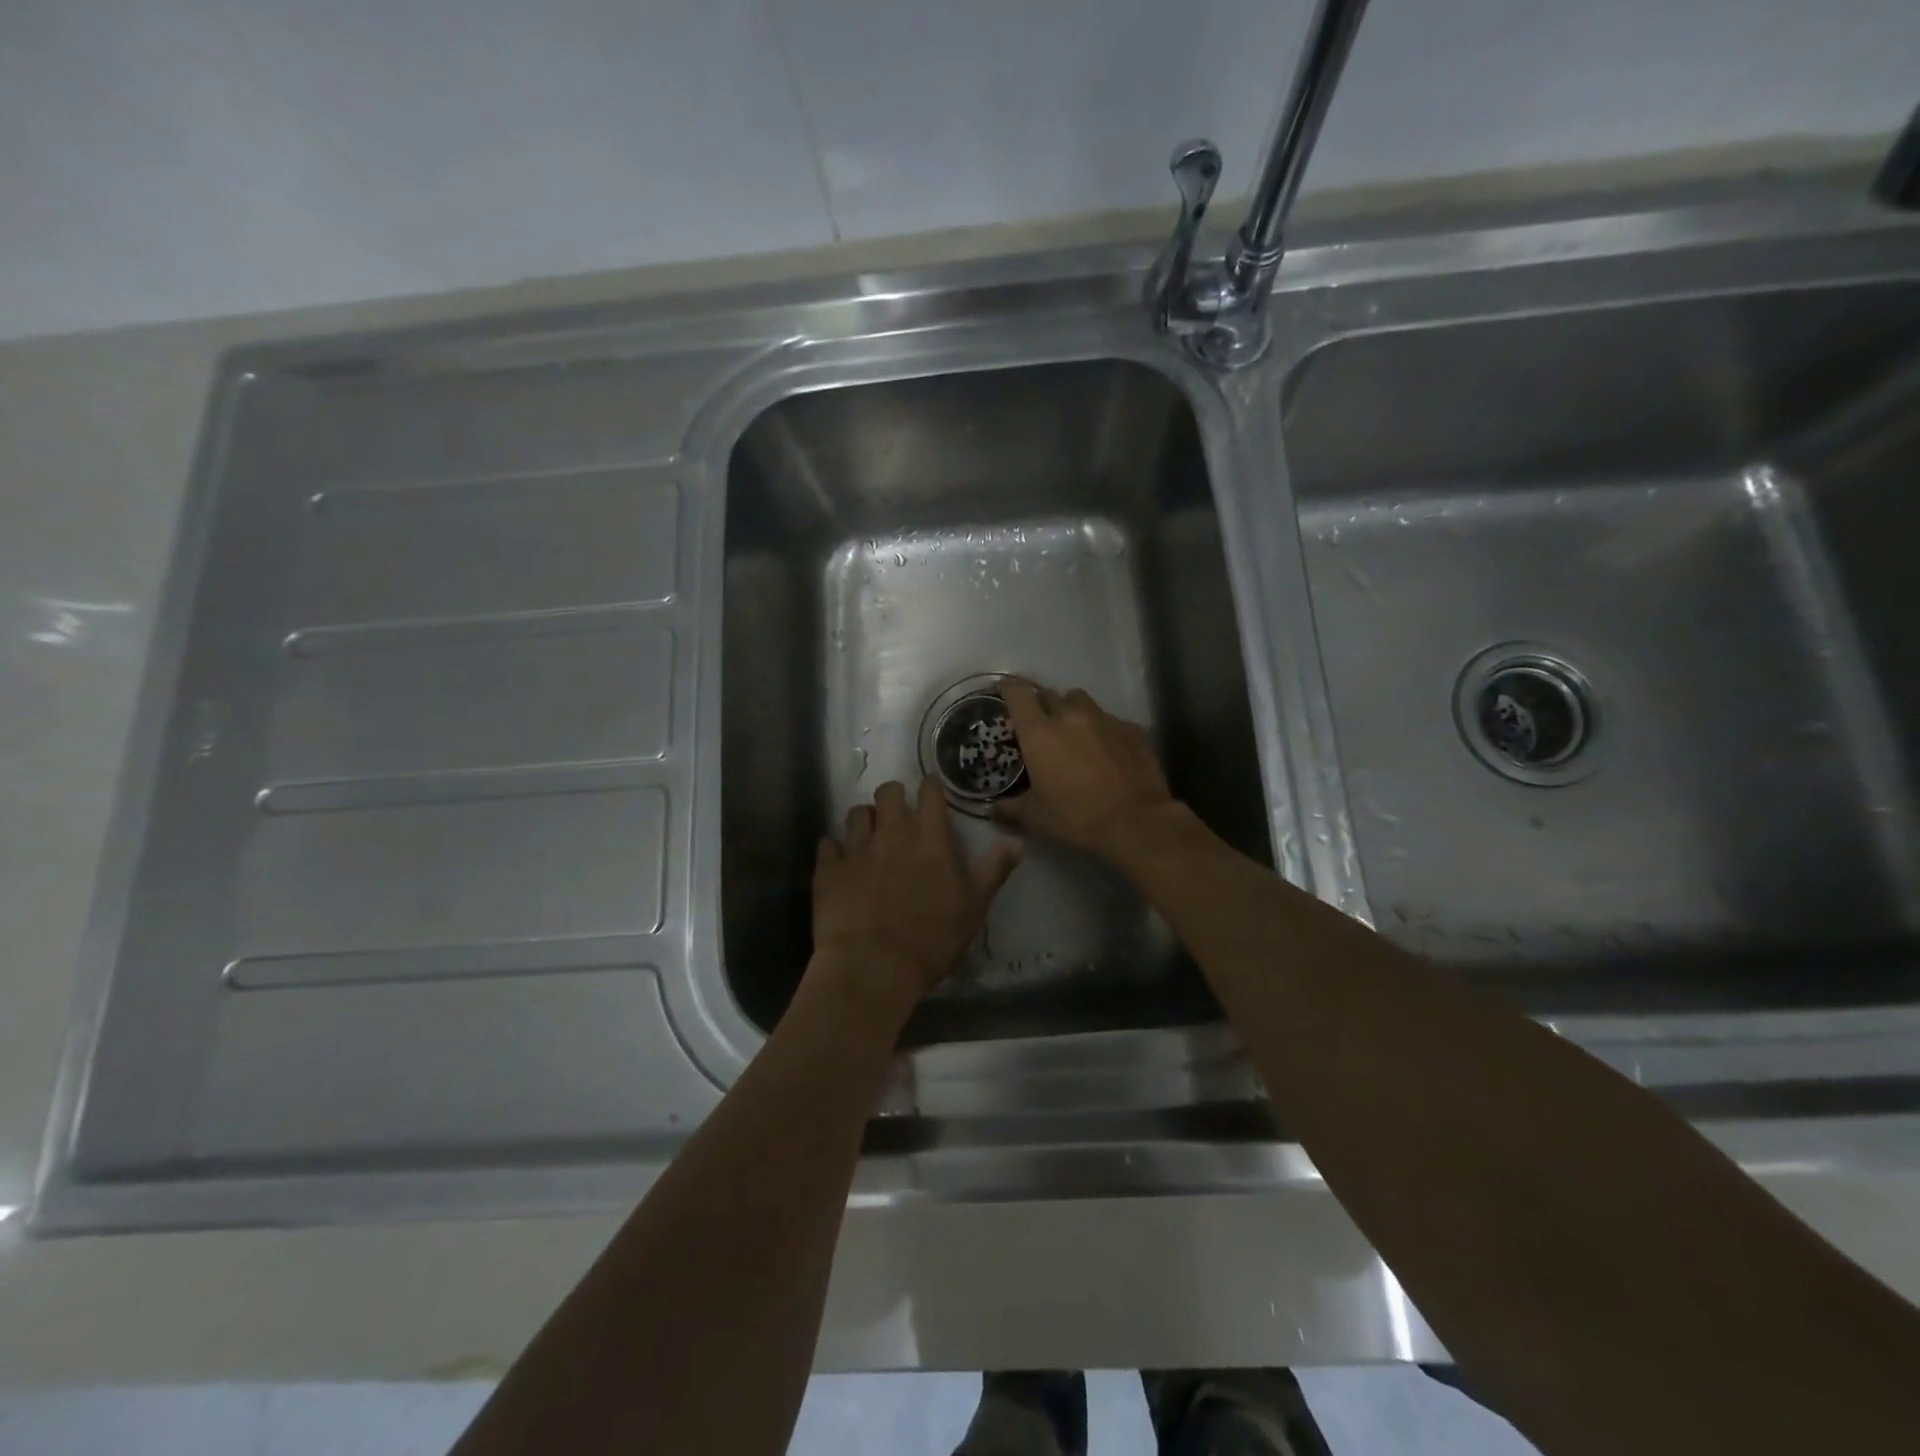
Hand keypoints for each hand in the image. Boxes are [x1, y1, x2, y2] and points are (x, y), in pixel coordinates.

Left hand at [810, 777, 1020, 1024]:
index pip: (930, 795)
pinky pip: (827, 845)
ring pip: (856, 813)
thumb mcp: (973, 908)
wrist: (871, 967)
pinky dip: (834, 848)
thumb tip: (1016, 840)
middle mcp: (891, 835)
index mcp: (929, 840)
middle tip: (898, 810)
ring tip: (869, 833)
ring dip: (865, 818)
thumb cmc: (930, 940)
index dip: (930, 787)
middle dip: (894, 795)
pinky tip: (838, 859)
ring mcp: (856, 850)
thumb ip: (993, 870)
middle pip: (888, 793)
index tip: (930, 789)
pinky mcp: (828, 870)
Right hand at [997, 679, 1179, 862]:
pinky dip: (1101, 729)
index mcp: (1039, 732)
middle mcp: (1070, 716)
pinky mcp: (1132, 728)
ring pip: (1080, 701)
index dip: (1008, 689)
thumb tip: (993, 809)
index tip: (1005, 693)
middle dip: (1041, 706)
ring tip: (1074, 733)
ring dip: (1072, 711)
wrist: (1136, 822)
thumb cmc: (1077, 817)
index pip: (1017, 693)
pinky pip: (1109, 719)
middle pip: (1049, 694)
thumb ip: (1010, 808)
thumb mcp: (1035, 817)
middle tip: (1041, 727)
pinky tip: (1106, 751)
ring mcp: (1104, 718)